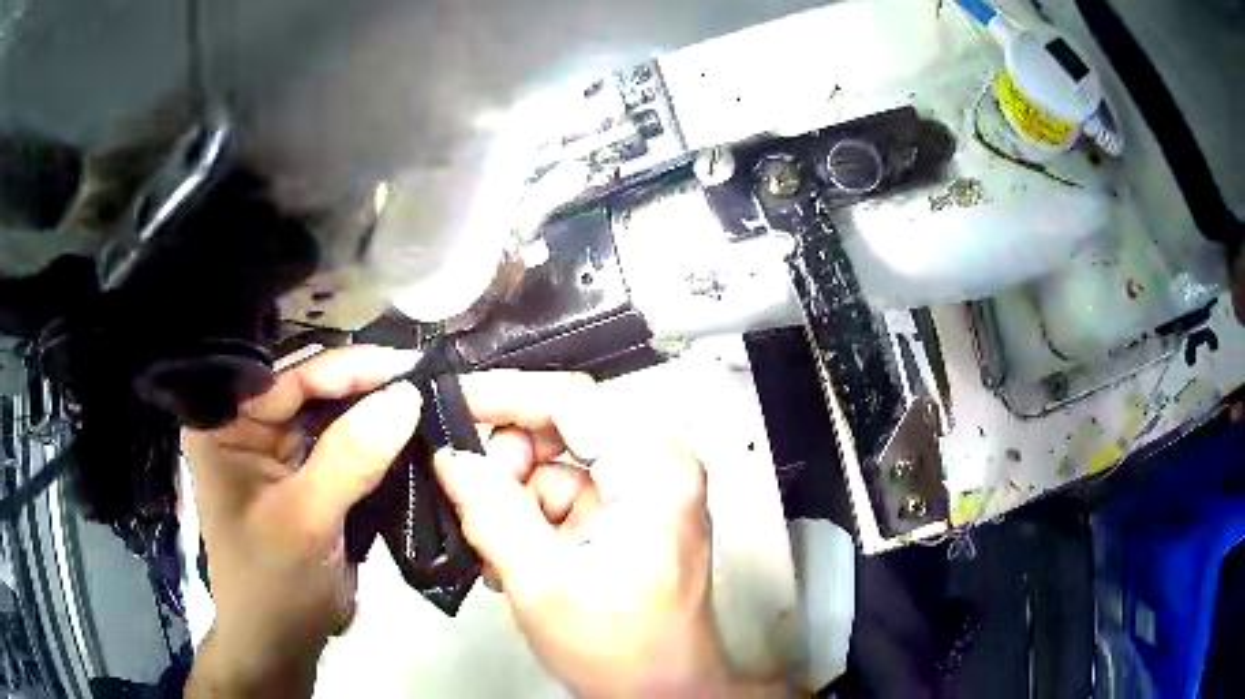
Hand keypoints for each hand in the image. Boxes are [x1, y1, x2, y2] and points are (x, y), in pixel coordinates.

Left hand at [184, 346, 422, 697]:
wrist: (281, 645)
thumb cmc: (274, 585)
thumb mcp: (306, 520)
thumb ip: (349, 457)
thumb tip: (407, 396)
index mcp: (226, 425)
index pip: (289, 377)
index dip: (348, 368)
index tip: (409, 366)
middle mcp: (247, 425)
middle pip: (311, 388)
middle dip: (366, 385)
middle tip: (425, 378)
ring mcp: (276, 450)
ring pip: (331, 413)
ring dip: (374, 410)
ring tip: (425, 397)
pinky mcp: (304, 474)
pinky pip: (343, 443)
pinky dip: (375, 439)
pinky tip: (408, 430)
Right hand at [434, 371, 776, 696]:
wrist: (663, 693)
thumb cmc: (626, 654)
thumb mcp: (543, 583)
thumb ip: (490, 511)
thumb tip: (452, 457)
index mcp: (654, 472)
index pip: (571, 399)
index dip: (505, 395)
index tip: (455, 404)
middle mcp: (656, 470)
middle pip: (560, 429)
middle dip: (509, 468)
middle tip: (478, 505)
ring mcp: (641, 493)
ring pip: (552, 465)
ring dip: (514, 501)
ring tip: (505, 552)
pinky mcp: (624, 516)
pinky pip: (560, 495)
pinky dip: (529, 520)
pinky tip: (521, 559)